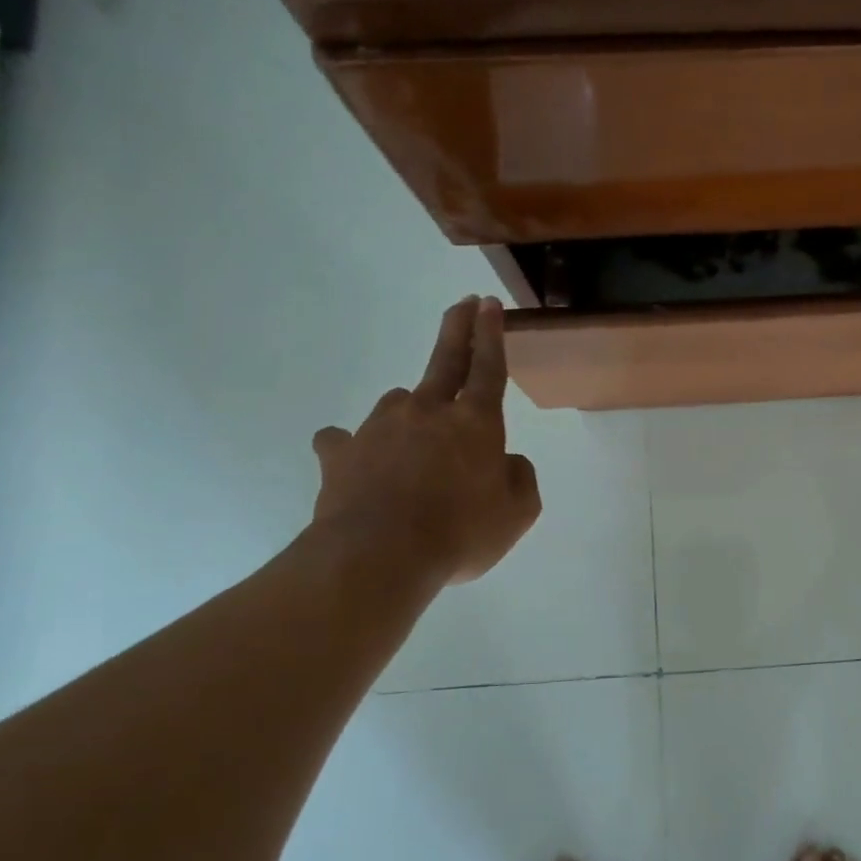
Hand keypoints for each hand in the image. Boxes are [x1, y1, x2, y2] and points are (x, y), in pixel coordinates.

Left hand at [310, 296, 541, 587]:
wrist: (379, 556)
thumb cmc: (461, 532)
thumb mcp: (517, 513)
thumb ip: (520, 478)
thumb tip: (505, 462)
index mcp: (475, 423)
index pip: (488, 368)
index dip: (492, 335)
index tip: (489, 304)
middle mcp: (427, 412)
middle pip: (445, 361)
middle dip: (458, 329)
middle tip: (464, 304)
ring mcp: (379, 428)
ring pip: (399, 405)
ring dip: (411, 413)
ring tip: (415, 445)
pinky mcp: (340, 453)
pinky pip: (346, 441)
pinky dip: (354, 447)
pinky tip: (357, 461)